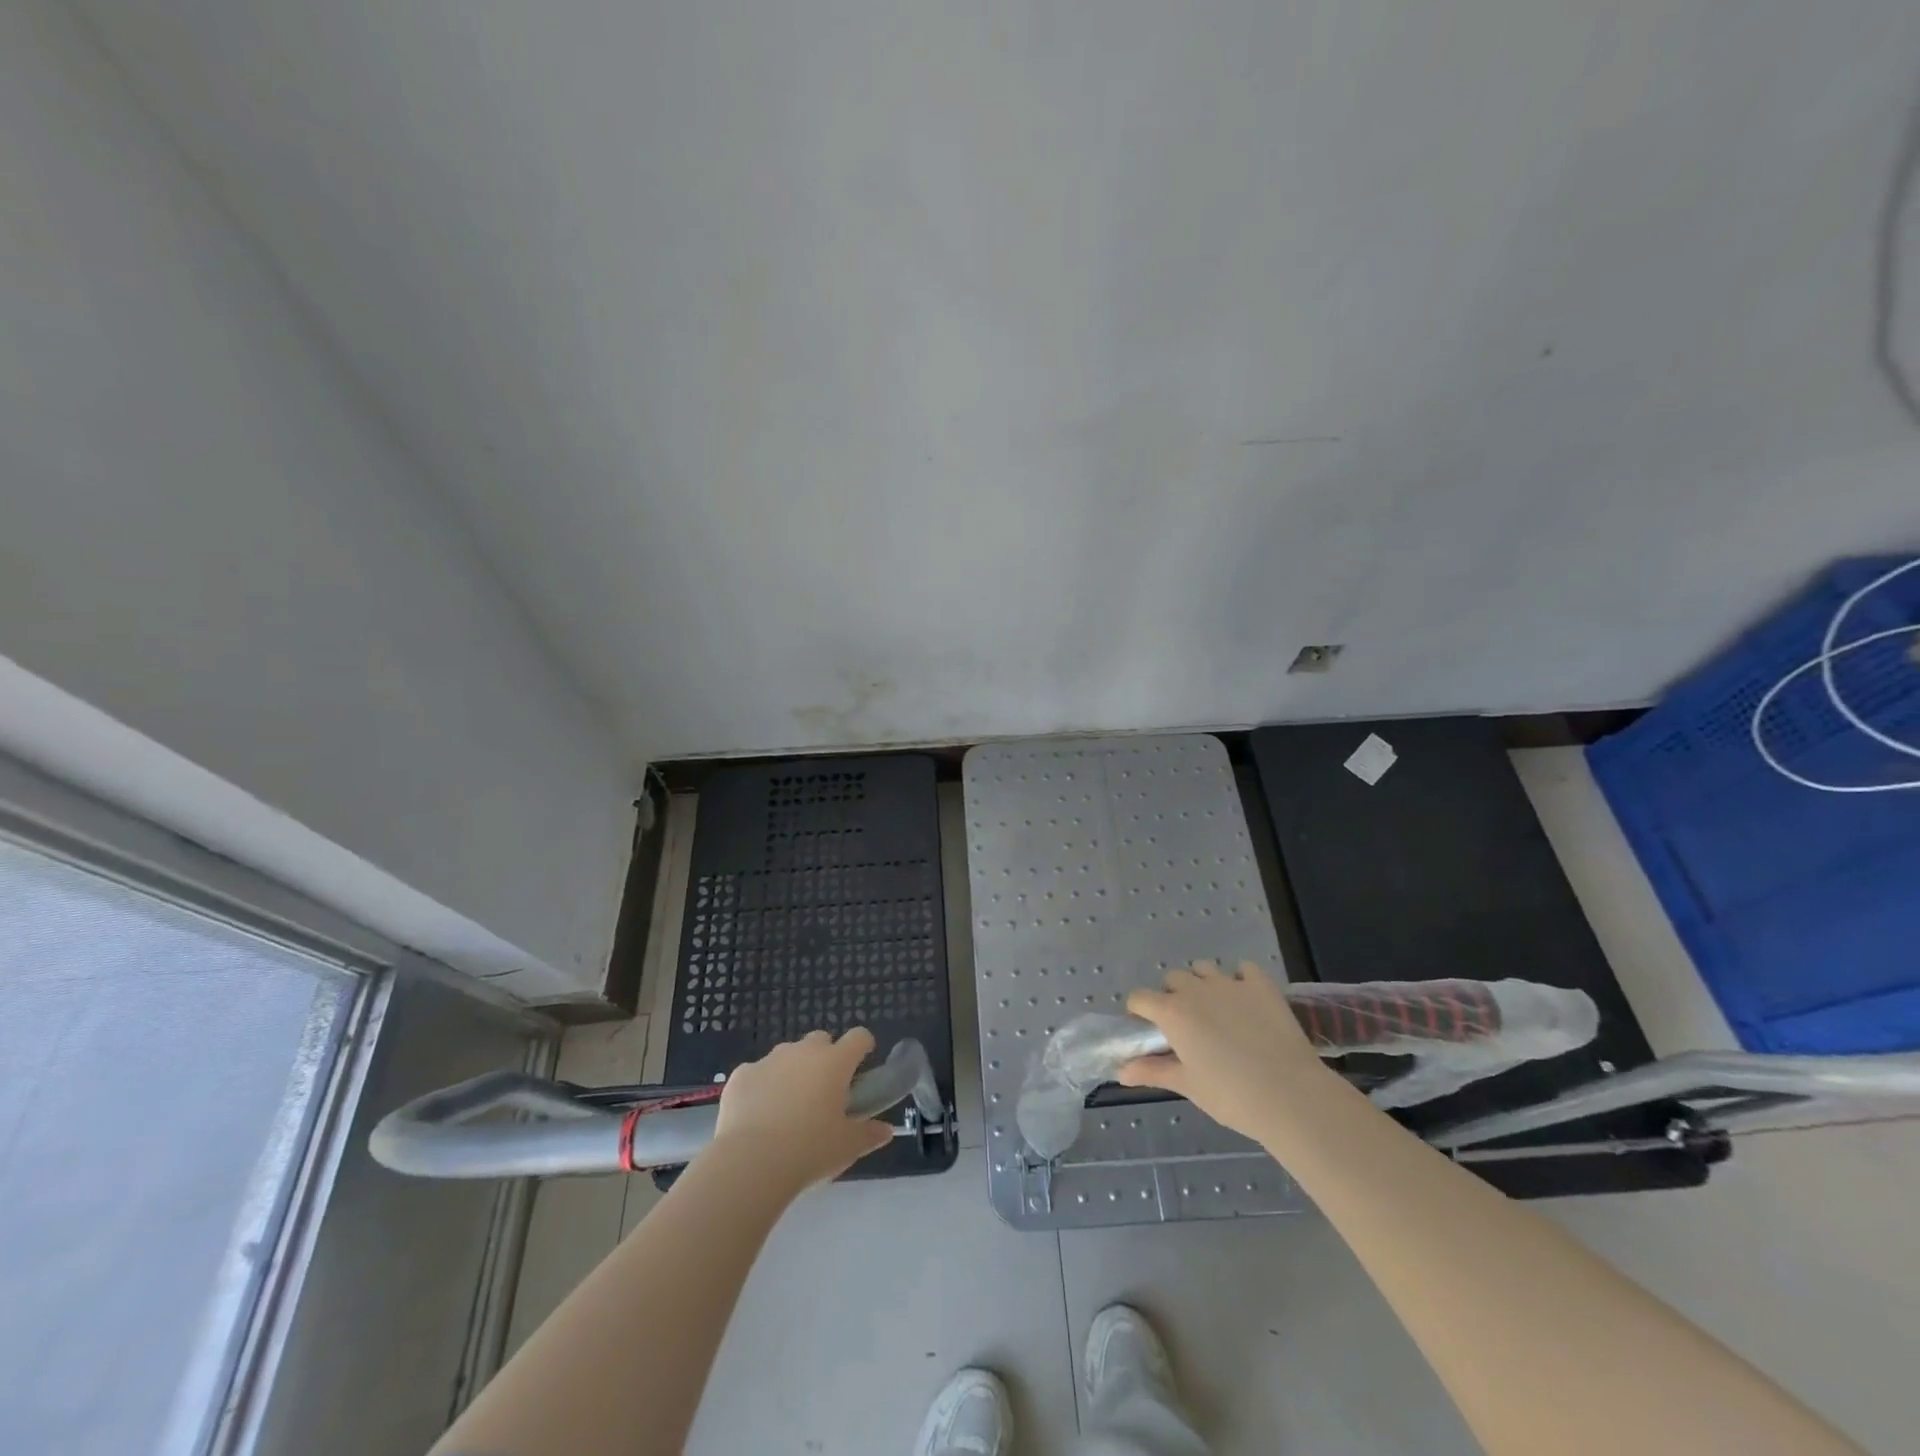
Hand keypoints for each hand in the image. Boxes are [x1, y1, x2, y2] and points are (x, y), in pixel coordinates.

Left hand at [712, 1028, 892, 1189]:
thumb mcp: (848, 1147)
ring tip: (788, 1108)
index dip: (862, 1047)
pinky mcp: (742, 1075)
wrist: (751, 1162)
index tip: (862, 1064)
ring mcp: (770, 1060)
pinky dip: (761, 1087)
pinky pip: (757, 1074)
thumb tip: (886, 1130)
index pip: (858, 1037)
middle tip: (824, 1093)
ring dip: (792, 1071)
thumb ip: (869, 1134)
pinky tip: (757, 1116)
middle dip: (825, 1058)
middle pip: (821, 1040)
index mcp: (835, 1062)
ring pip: (787, 1055)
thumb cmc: (810, 1150)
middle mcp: (804, 1052)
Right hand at [1118, 960, 1333, 1140]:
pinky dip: (1240, 979)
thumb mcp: (1187, 1086)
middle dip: (1172, 996)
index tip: (1149, 1033)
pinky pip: (1244, 969)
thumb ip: (1152, 1072)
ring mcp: (1230, 983)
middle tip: (1186, 1026)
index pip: (1139, 998)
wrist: (1291, 1095)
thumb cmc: (1231, 1096)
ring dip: (1201, 983)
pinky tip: (1246, 1000)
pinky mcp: (1261, 985)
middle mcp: (1196, 989)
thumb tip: (1120, 1071)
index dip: (1139, 1013)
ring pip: (1204, 968)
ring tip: (1215, 1010)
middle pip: (1172, 979)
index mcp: (1172, 1012)